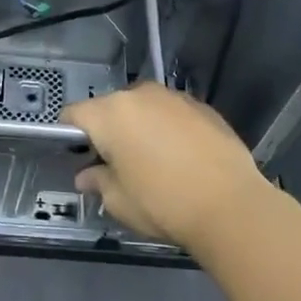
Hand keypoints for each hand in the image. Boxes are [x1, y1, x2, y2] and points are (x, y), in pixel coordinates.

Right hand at [62, 84, 275, 251]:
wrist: (230, 205)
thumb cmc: (162, 203)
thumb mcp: (119, 201)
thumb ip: (97, 181)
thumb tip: (87, 175)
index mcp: (110, 114)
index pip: (74, 113)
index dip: (70, 134)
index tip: (80, 157)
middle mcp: (140, 95)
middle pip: (110, 108)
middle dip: (108, 130)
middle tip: (117, 164)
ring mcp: (174, 97)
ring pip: (144, 108)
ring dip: (140, 126)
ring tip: (153, 161)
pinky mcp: (203, 107)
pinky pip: (172, 113)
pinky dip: (169, 128)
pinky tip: (182, 158)